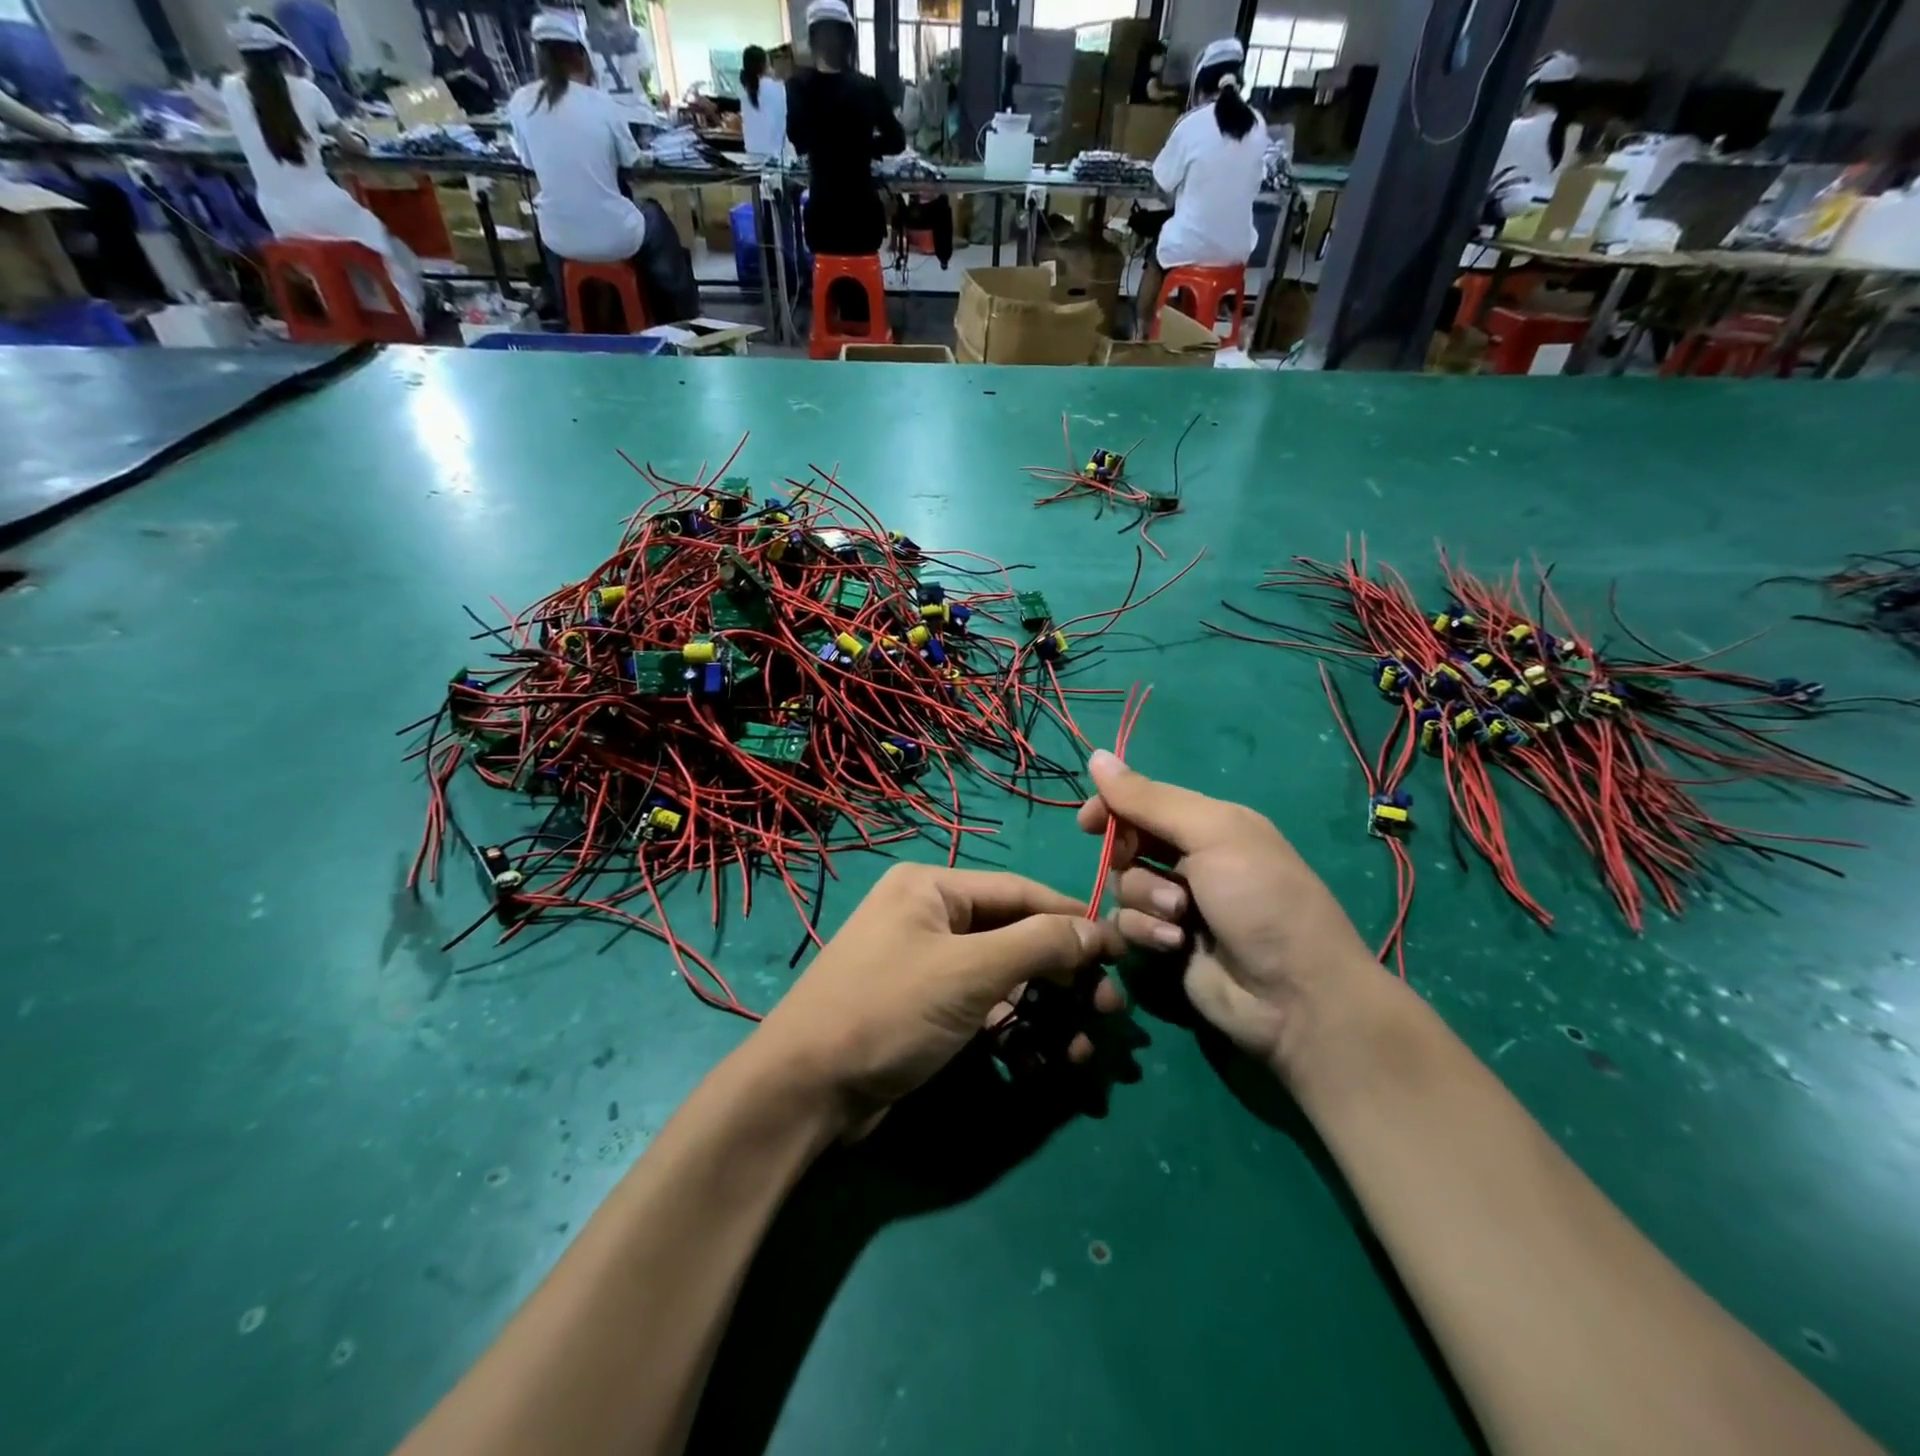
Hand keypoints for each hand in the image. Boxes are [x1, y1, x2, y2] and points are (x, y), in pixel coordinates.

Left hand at [755, 864, 1124, 1128]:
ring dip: (1047, 1015)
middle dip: (1064, 978)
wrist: (804, 1093)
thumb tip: (1098, 928)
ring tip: (1083, 1053)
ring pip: (1005, 981)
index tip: (1121, 950)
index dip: (1073, 920)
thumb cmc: (888, 1011)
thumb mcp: (969, 971)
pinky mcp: (927, 1012)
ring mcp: (928, 967)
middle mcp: (931, 918)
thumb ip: (1038, 944)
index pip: (1020, 892)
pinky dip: (1014, 1036)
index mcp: (933, 888)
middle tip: (1109, 1013)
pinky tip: (1037, 1067)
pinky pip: (984, 1012)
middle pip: (1017, 938)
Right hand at [1076, 751, 1381, 1079]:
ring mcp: (1179, 904)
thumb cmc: (1260, 899)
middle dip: (1128, 855)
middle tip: (1133, 862)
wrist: (1295, 995)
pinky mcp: (1167, 943)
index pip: (1145, 801)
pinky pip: (1129, 924)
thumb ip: (1151, 799)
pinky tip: (1174, 943)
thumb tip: (1097, 756)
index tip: (1088, 822)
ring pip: (1125, 885)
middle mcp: (1193, 859)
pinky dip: (1145, 931)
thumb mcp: (1212, 835)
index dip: (1113, 806)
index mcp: (1211, 824)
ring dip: (1145, 897)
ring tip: (1180, 917)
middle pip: (1129, 843)